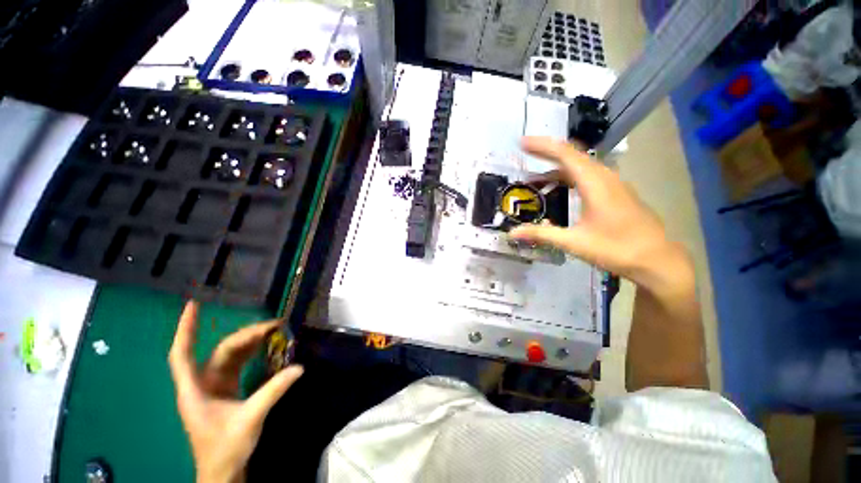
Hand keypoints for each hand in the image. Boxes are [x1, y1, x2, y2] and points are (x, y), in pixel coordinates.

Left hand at [169, 301, 303, 482]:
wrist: (223, 471)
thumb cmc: (225, 449)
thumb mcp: (250, 420)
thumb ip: (273, 391)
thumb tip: (299, 367)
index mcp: (194, 390)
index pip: (182, 355)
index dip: (186, 330)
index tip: (193, 305)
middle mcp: (201, 384)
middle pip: (220, 351)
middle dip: (245, 335)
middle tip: (273, 324)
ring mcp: (214, 387)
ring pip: (230, 356)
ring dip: (251, 342)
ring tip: (274, 330)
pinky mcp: (225, 391)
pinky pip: (238, 364)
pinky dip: (252, 353)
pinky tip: (266, 346)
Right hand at [510, 137, 690, 292]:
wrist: (657, 260)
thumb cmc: (616, 249)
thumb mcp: (574, 242)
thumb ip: (541, 234)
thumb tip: (511, 233)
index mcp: (595, 183)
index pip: (565, 154)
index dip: (542, 146)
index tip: (522, 142)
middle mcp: (605, 176)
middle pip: (573, 155)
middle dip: (547, 152)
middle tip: (525, 154)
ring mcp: (614, 183)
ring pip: (582, 165)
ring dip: (557, 167)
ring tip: (536, 178)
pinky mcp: (616, 192)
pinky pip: (589, 175)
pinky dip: (569, 176)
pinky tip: (560, 190)